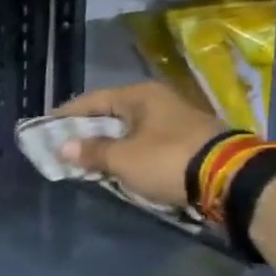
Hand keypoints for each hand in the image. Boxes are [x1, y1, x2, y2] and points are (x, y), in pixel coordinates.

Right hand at [53, 82, 226, 207]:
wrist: (229, 179)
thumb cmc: (167, 160)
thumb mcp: (123, 158)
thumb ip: (91, 151)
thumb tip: (63, 147)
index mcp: (140, 96)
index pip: (93, 99)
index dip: (67, 114)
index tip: (46, 126)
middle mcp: (158, 102)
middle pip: (112, 114)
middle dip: (87, 131)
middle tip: (63, 145)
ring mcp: (175, 122)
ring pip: (130, 130)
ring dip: (108, 144)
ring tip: (86, 159)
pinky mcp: (186, 143)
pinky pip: (145, 144)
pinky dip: (128, 153)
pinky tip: (117, 166)